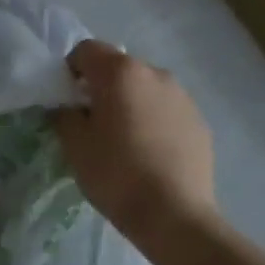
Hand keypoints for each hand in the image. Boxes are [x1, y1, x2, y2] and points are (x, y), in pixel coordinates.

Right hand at [53, 40, 215, 240]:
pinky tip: (149, 154)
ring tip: (124, 140)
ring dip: (130, 103)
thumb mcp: (75, 145)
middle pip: (119, 67)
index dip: (70, 70)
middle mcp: (155, 73)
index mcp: (120, 73)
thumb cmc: (116, 174)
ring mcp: (182, 96)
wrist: (174, 215)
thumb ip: (64, 115)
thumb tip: (68, 106)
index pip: (86, 50)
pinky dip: (153, 121)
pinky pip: (166, 110)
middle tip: (92, 122)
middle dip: (102, 87)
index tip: (67, 100)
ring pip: (145, 89)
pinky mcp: (199, 121)